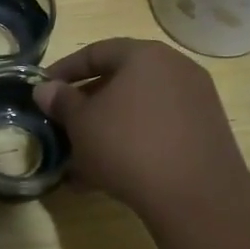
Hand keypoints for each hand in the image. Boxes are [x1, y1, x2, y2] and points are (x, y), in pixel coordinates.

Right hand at [34, 38, 249, 217]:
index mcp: (145, 55)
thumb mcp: (82, 124)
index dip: (64, 70)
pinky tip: (112, 174)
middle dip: (88, 104)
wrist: (196, 196)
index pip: (96, 52)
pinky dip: (134, 143)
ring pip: (139, 109)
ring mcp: (196, 100)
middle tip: (63, 125)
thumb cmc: (128, 146)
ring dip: (108, 128)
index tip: (43, 91)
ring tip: (82, 159)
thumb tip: (45, 89)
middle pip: (121, 80)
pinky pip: (159, 129)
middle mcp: (176, 68)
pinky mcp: (206, 132)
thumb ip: (61, 102)